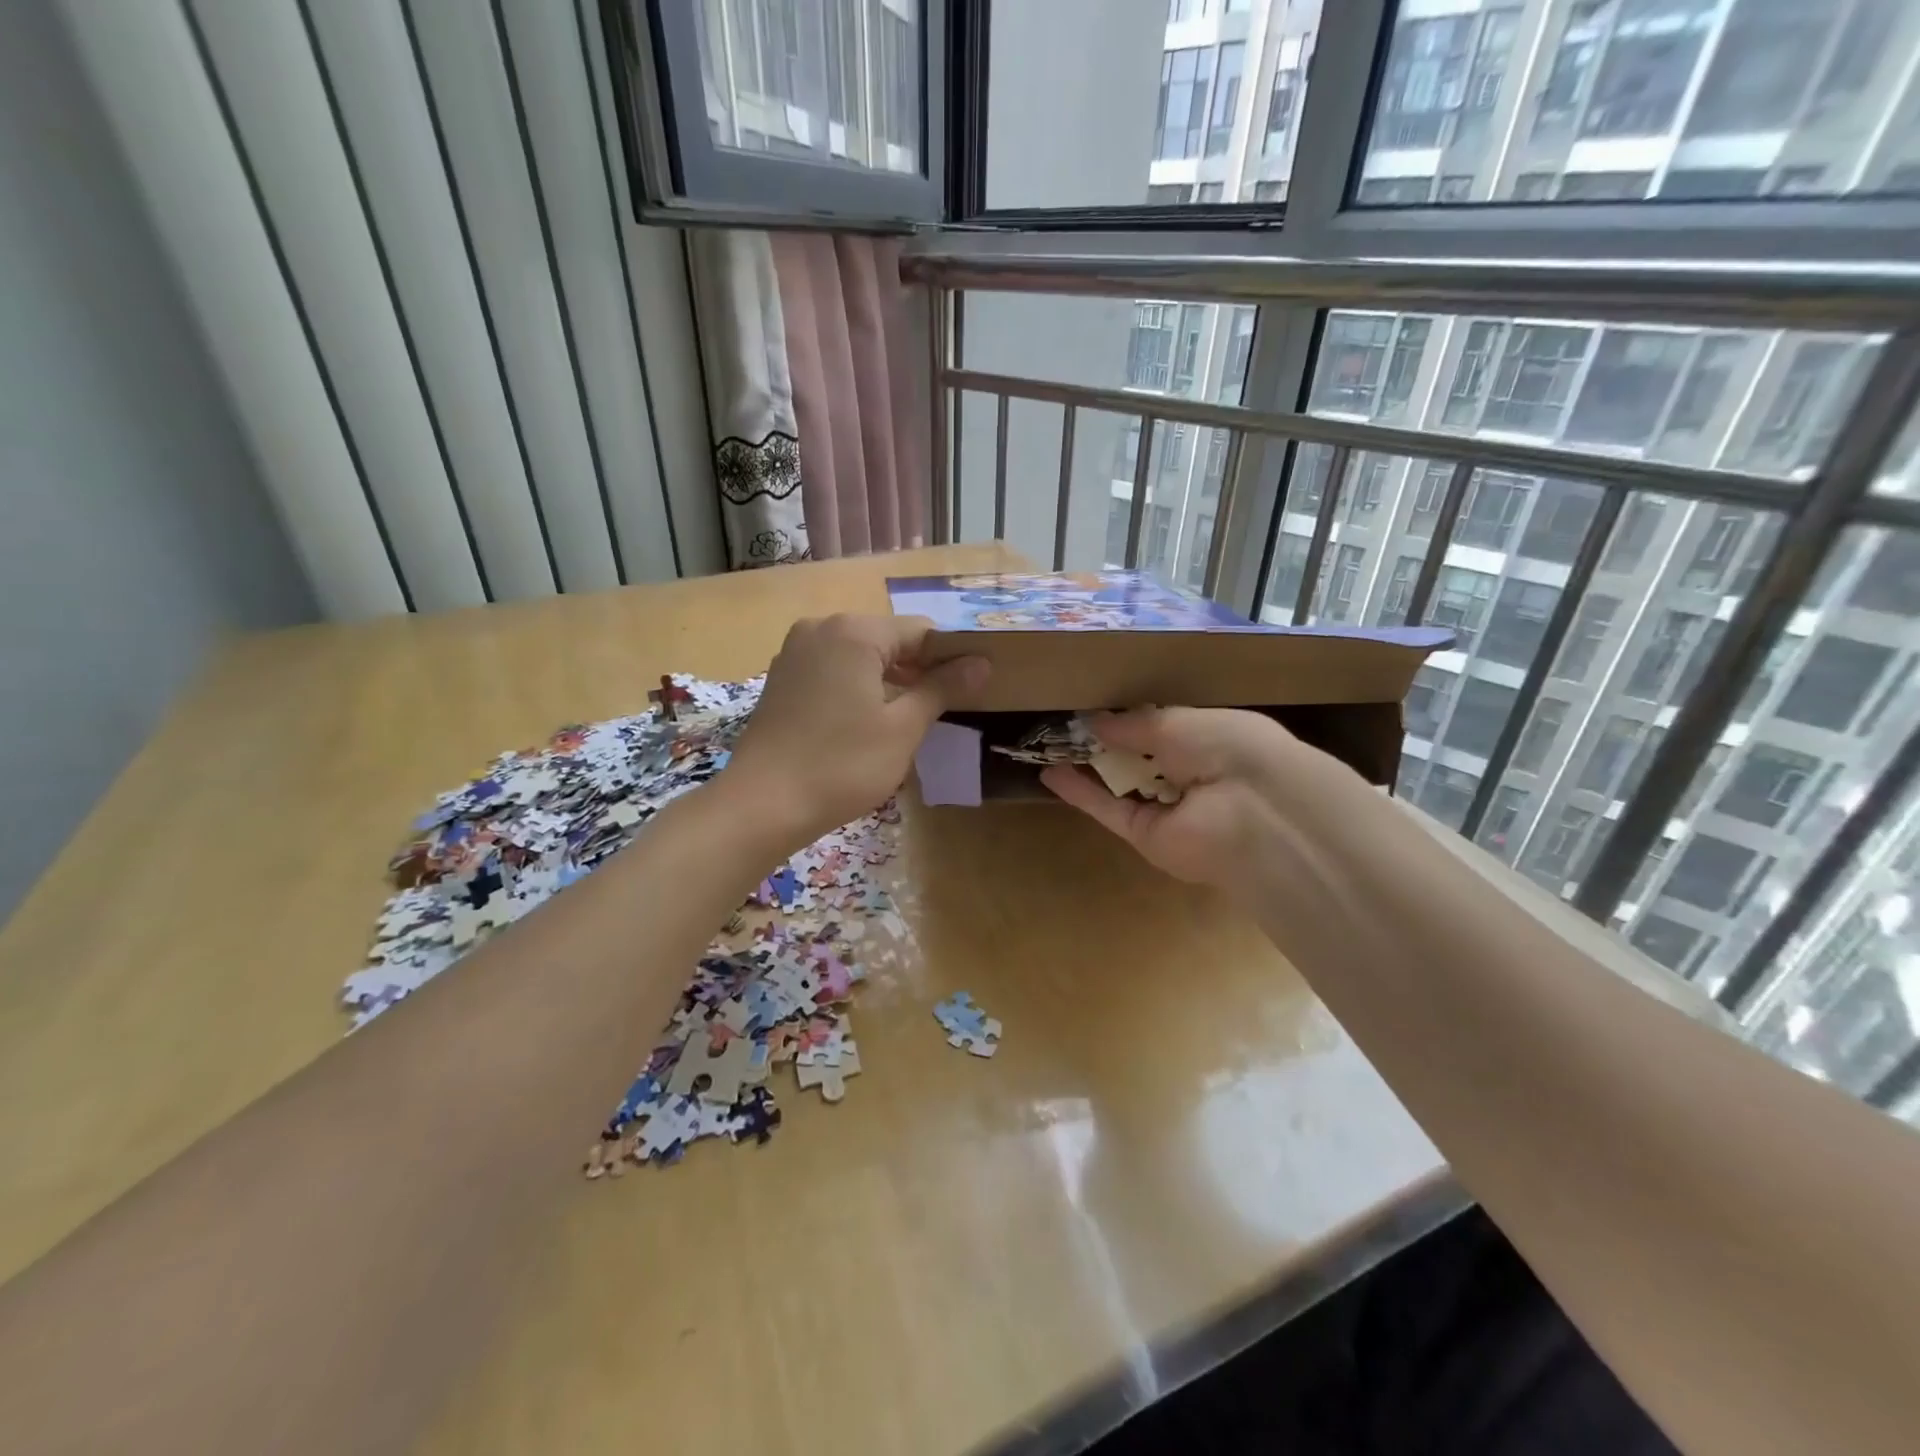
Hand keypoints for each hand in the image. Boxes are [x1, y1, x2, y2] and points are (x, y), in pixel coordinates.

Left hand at [724, 614, 987, 845]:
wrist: (763, 804)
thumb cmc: (842, 765)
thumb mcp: (903, 728)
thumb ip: (942, 688)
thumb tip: (981, 663)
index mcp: (854, 631)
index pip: (921, 632)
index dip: (951, 658)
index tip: (972, 689)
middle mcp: (821, 628)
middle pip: (888, 639)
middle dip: (918, 669)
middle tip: (944, 708)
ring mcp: (795, 652)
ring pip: (859, 655)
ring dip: (888, 679)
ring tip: (910, 717)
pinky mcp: (781, 678)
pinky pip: (832, 669)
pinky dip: (856, 686)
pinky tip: (867, 720)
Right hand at [1040, 707, 1330, 895]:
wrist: (1257, 813)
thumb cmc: (1228, 748)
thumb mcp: (1179, 722)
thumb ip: (1135, 724)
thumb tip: (1096, 720)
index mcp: (1211, 740)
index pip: (1164, 729)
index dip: (1130, 720)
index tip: (1094, 709)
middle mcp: (1190, 775)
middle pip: (1139, 759)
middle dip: (1105, 744)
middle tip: (1065, 726)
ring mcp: (1167, 810)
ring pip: (1120, 786)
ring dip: (1087, 767)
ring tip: (1048, 746)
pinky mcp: (1146, 836)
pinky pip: (1109, 809)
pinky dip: (1080, 793)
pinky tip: (1050, 773)